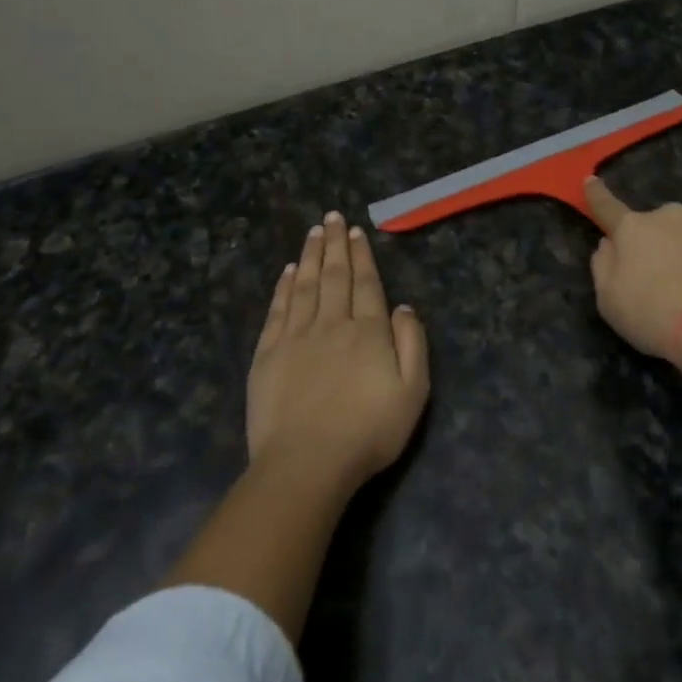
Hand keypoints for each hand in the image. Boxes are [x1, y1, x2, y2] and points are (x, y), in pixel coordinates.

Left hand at [247, 211, 429, 491]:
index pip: (366, 284)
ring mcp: (296, 337)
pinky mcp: (268, 355)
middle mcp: (332, 324)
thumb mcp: (413, 392)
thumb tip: (402, 307)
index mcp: (368, 332)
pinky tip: (287, 272)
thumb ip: (412, 344)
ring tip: (314, 232)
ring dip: (310, 256)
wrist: (307, 464)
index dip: (362, 256)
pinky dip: (283, 287)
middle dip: (335, 245)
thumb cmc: (368, 432)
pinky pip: (278, 310)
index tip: (357, 232)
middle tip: (333, 217)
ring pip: (305, 286)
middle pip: (334, 276)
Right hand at [585, 176, 681, 365]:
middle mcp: (669, 215)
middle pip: (656, 226)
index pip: (607, 207)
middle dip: (657, 244)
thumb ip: (604, 266)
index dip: (597, 195)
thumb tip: (609, 244)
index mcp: (632, 229)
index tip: (591, 180)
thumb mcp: (610, 301)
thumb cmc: (656, 316)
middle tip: (664, 281)